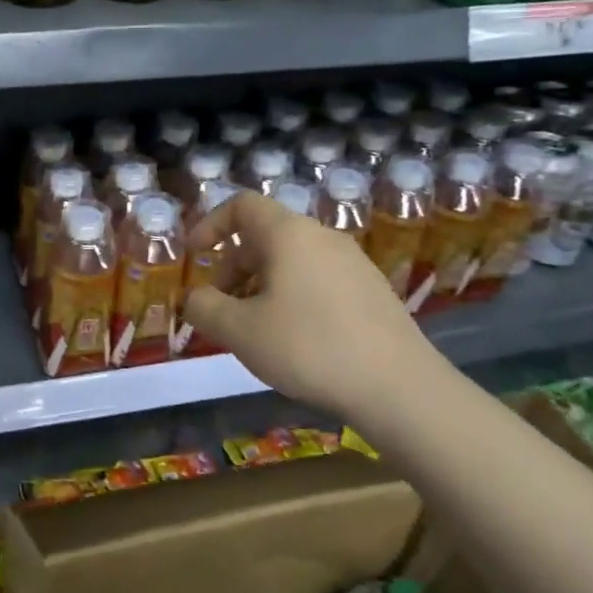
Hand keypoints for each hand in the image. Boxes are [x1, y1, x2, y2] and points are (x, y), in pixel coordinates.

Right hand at [183, 191, 437, 417]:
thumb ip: (204, 308)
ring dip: (261, 285)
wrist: (398, 386)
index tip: (194, 256)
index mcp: (289, 235)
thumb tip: (194, 298)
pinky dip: (291, 296)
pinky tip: (294, 339)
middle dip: (233, 267)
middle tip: (220, 308)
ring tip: (254, 329)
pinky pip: (317, 280)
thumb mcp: (239, 331)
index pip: (242, 206)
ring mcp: (353, 263)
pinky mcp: (371, 291)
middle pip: (265, 236)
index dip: (211, 225)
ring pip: (292, 261)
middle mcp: (323, 238)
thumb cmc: (308, 348)